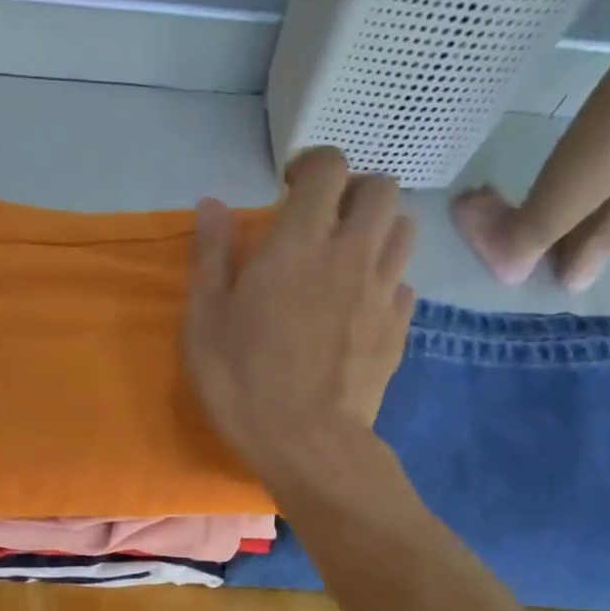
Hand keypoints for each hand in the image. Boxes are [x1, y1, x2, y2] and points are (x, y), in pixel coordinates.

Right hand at [184, 147, 414, 482]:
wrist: (309, 444)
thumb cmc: (244, 385)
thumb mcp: (205, 325)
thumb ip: (210, 258)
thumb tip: (211, 204)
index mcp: (300, 243)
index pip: (327, 167)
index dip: (311, 166)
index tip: (289, 188)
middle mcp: (351, 252)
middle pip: (380, 187)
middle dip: (354, 192)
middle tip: (325, 222)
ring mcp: (382, 291)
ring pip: (403, 229)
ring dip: (378, 231)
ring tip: (348, 260)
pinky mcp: (398, 328)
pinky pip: (404, 283)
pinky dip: (386, 282)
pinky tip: (361, 308)